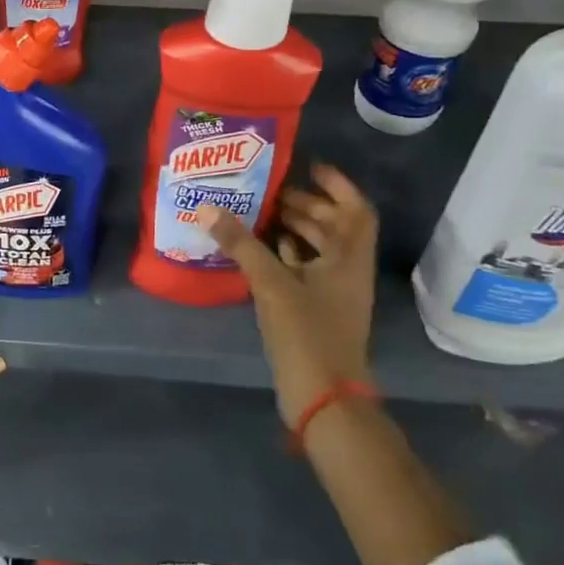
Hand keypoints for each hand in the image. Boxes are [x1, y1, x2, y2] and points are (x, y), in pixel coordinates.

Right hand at [199, 163, 377, 427]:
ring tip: (261, 213)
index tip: (308, 166)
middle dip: (308, 204)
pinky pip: (305, 270)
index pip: (355, 209)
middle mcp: (347, 271)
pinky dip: (287, 255)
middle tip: (272, 190)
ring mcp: (334, 293)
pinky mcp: (318, 311)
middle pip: (336, 227)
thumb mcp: (272, 284)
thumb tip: (208, 208)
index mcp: (349, 259)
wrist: (323, 398)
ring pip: (320, 249)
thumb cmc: (307, 333)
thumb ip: (241, 244)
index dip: (337, 184)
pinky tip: (260, 250)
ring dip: (296, 229)